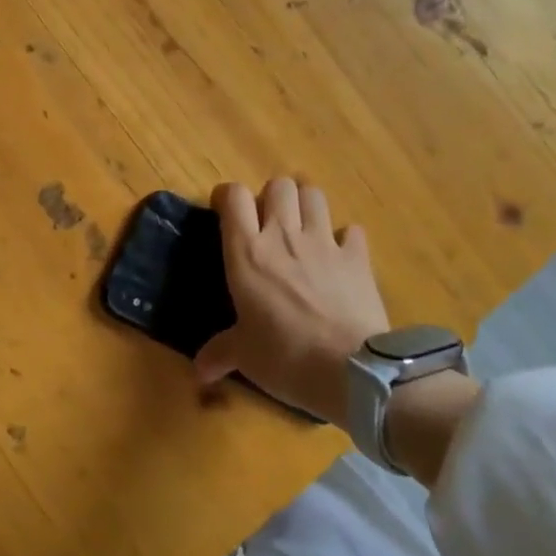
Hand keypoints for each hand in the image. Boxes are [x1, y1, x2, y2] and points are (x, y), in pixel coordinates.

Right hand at [194, 179, 388, 427]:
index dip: (228, 197)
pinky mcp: (357, 257)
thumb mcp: (245, 357)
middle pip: (278, 185)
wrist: (352, 371)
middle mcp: (284, 236)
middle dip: (272, 197)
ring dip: (306, 204)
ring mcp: (324, 243)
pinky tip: (340, 256)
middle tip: (269, 224)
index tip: (226, 213)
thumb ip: (219, 353)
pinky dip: (345, 238)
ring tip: (303, 228)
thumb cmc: (286, 358)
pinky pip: (351, 230)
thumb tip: (199, 370)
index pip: (234, 196)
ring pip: (314, 194)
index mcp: (248, 253)